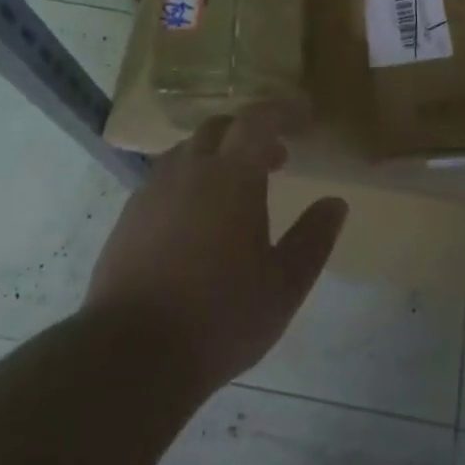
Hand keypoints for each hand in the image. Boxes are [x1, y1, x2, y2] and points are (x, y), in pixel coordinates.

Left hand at [83, 101, 347, 393]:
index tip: (304, 115)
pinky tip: (196, 220)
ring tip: (236, 190)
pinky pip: (164, 179)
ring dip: (217, 156)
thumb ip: (313, 239)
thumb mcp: (284, 285)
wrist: (131, 353)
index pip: (258, 120)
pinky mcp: (128, 217)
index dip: (282, 110)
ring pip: (188, 152)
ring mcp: (152, 191)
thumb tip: (335, 203)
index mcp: (231, 177)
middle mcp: (188, 170)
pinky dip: (189, 181)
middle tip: (276, 159)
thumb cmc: (220, 317)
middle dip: (250, 133)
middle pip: (219, 128)